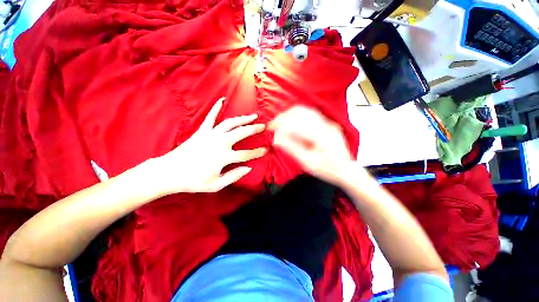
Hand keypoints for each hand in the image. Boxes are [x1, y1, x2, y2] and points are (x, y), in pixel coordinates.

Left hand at [153, 97, 266, 194]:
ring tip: (253, 116)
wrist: (169, 172)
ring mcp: (210, 135)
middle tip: (263, 126)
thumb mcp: (216, 185)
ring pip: (230, 123)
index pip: (246, 154)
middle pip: (242, 133)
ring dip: (243, 118)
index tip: (265, 150)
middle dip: (254, 129)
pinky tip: (222, 99)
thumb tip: (248, 168)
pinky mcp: (202, 131)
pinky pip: (210, 117)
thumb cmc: (193, 181)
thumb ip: (234, 176)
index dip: (257, 152)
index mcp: (224, 157)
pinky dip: (216, 107)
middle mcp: (220, 143)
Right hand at [271, 106, 353, 185]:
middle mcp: (326, 125)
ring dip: (290, 114)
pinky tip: (290, 120)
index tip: (271, 130)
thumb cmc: (328, 169)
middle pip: (301, 113)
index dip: (281, 126)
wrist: (346, 169)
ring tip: (279, 121)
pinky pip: (310, 113)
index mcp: (322, 136)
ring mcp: (328, 122)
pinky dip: (297, 115)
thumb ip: (292, 149)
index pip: (297, 125)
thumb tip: (276, 140)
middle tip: (273, 124)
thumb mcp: (308, 163)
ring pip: (305, 110)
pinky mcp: (327, 123)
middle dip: (284, 117)